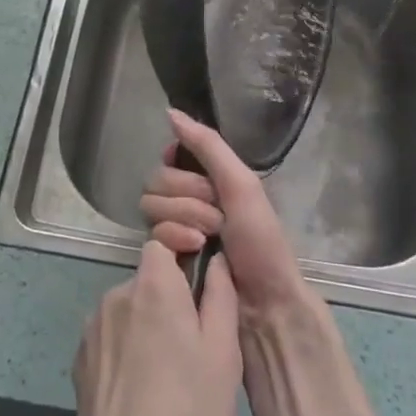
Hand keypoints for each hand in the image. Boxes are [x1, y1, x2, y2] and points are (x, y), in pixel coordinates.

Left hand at [69, 239, 241, 415]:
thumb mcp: (223, 355)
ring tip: (169, 375)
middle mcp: (116, 293)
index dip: (184, 254)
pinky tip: (143, 391)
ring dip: (149, 326)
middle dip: (171, 299)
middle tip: (195, 344)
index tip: (202, 284)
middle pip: (149, 278)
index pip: (164, 242)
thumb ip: (220, 295)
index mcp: (152, 284)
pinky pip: (113, 337)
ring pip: (131, 309)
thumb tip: (217, 260)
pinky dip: (129, 350)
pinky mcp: (81, 359)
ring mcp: (93, 327)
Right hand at [140, 108, 308, 324]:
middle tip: (218, 217)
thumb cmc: (261, 240)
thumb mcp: (241, 184)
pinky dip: (174, 238)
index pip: (169, 159)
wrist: (264, 303)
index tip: (194, 174)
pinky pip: (151, 235)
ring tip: (208, 238)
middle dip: (189, 197)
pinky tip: (194, 251)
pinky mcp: (166, 260)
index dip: (178, 165)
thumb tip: (170, 112)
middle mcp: (187, 201)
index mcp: (208, 181)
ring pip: (151, 206)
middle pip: (157, 181)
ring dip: (184, 218)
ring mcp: (175, 231)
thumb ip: (207, 145)